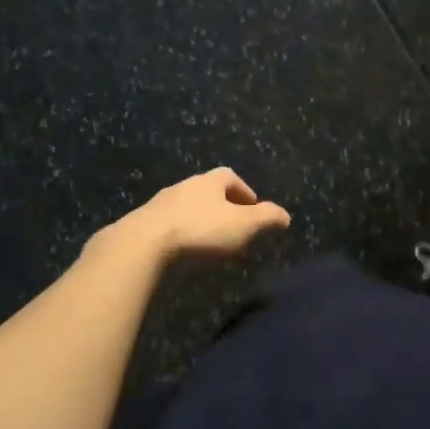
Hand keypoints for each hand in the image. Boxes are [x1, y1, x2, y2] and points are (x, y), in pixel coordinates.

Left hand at [109, 167, 290, 262]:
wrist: (144, 243)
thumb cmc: (201, 230)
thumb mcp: (243, 226)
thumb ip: (266, 219)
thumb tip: (285, 215)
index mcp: (210, 180)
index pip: (231, 177)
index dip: (244, 192)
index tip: (252, 209)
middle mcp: (185, 184)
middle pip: (208, 191)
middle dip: (223, 207)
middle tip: (234, 228)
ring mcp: (161, 202)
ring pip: (188, 207)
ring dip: (201, 220)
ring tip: (210, 243)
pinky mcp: (144, 222)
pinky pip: (169, 224)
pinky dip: (181, 233)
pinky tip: (184, 251)